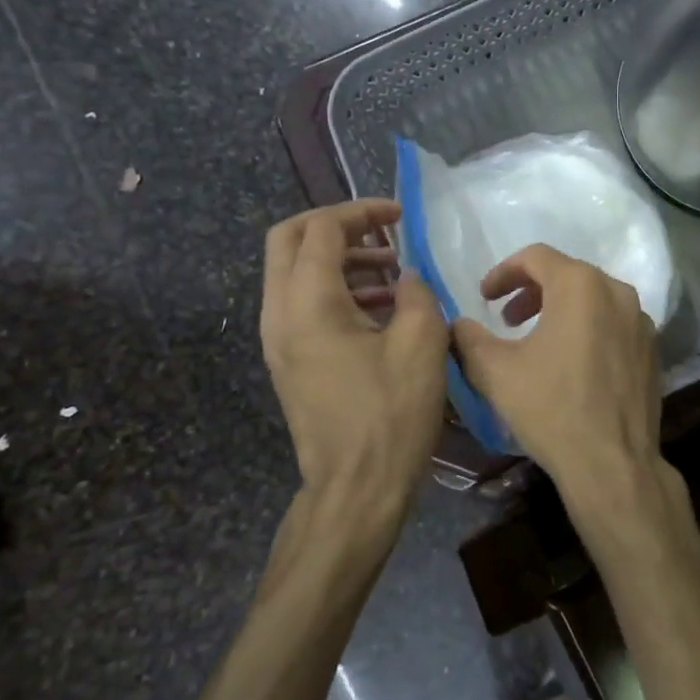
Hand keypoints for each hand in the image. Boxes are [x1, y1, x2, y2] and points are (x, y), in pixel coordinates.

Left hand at [260, 200, 448, 540]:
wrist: (355, 488)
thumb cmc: (391, 413)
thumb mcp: (421, 343)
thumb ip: (416, 292)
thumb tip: (406, 277)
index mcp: (308, 302)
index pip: (322, 228)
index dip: (362, 212)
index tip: (400, 216)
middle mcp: (279, 313)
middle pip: (288, 240)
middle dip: (335, 225)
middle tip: (380, 231)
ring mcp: (278, 340)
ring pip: (293, 273)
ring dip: (337, 259)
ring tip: (390, 272)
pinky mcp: (288, 362)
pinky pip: (301, 304)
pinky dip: (334, 289)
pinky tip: (380, 309)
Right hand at [452, 246, 688, 549]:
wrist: (612, 463)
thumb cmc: (551, 408)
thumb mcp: (495, 371)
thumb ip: (468, 338)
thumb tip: (457, 325)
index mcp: (580, 285)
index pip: (536, 257)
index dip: (503, 272)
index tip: (485, 298)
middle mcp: (617, 292)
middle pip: (567, 274)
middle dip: (531, 292)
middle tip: (507, 319)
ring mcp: (641, 321)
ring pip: (593, 299)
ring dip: (559, 310)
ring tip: (535, 340)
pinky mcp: (652, 349)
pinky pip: (613, 323)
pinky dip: (587, 328)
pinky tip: (571, 363)